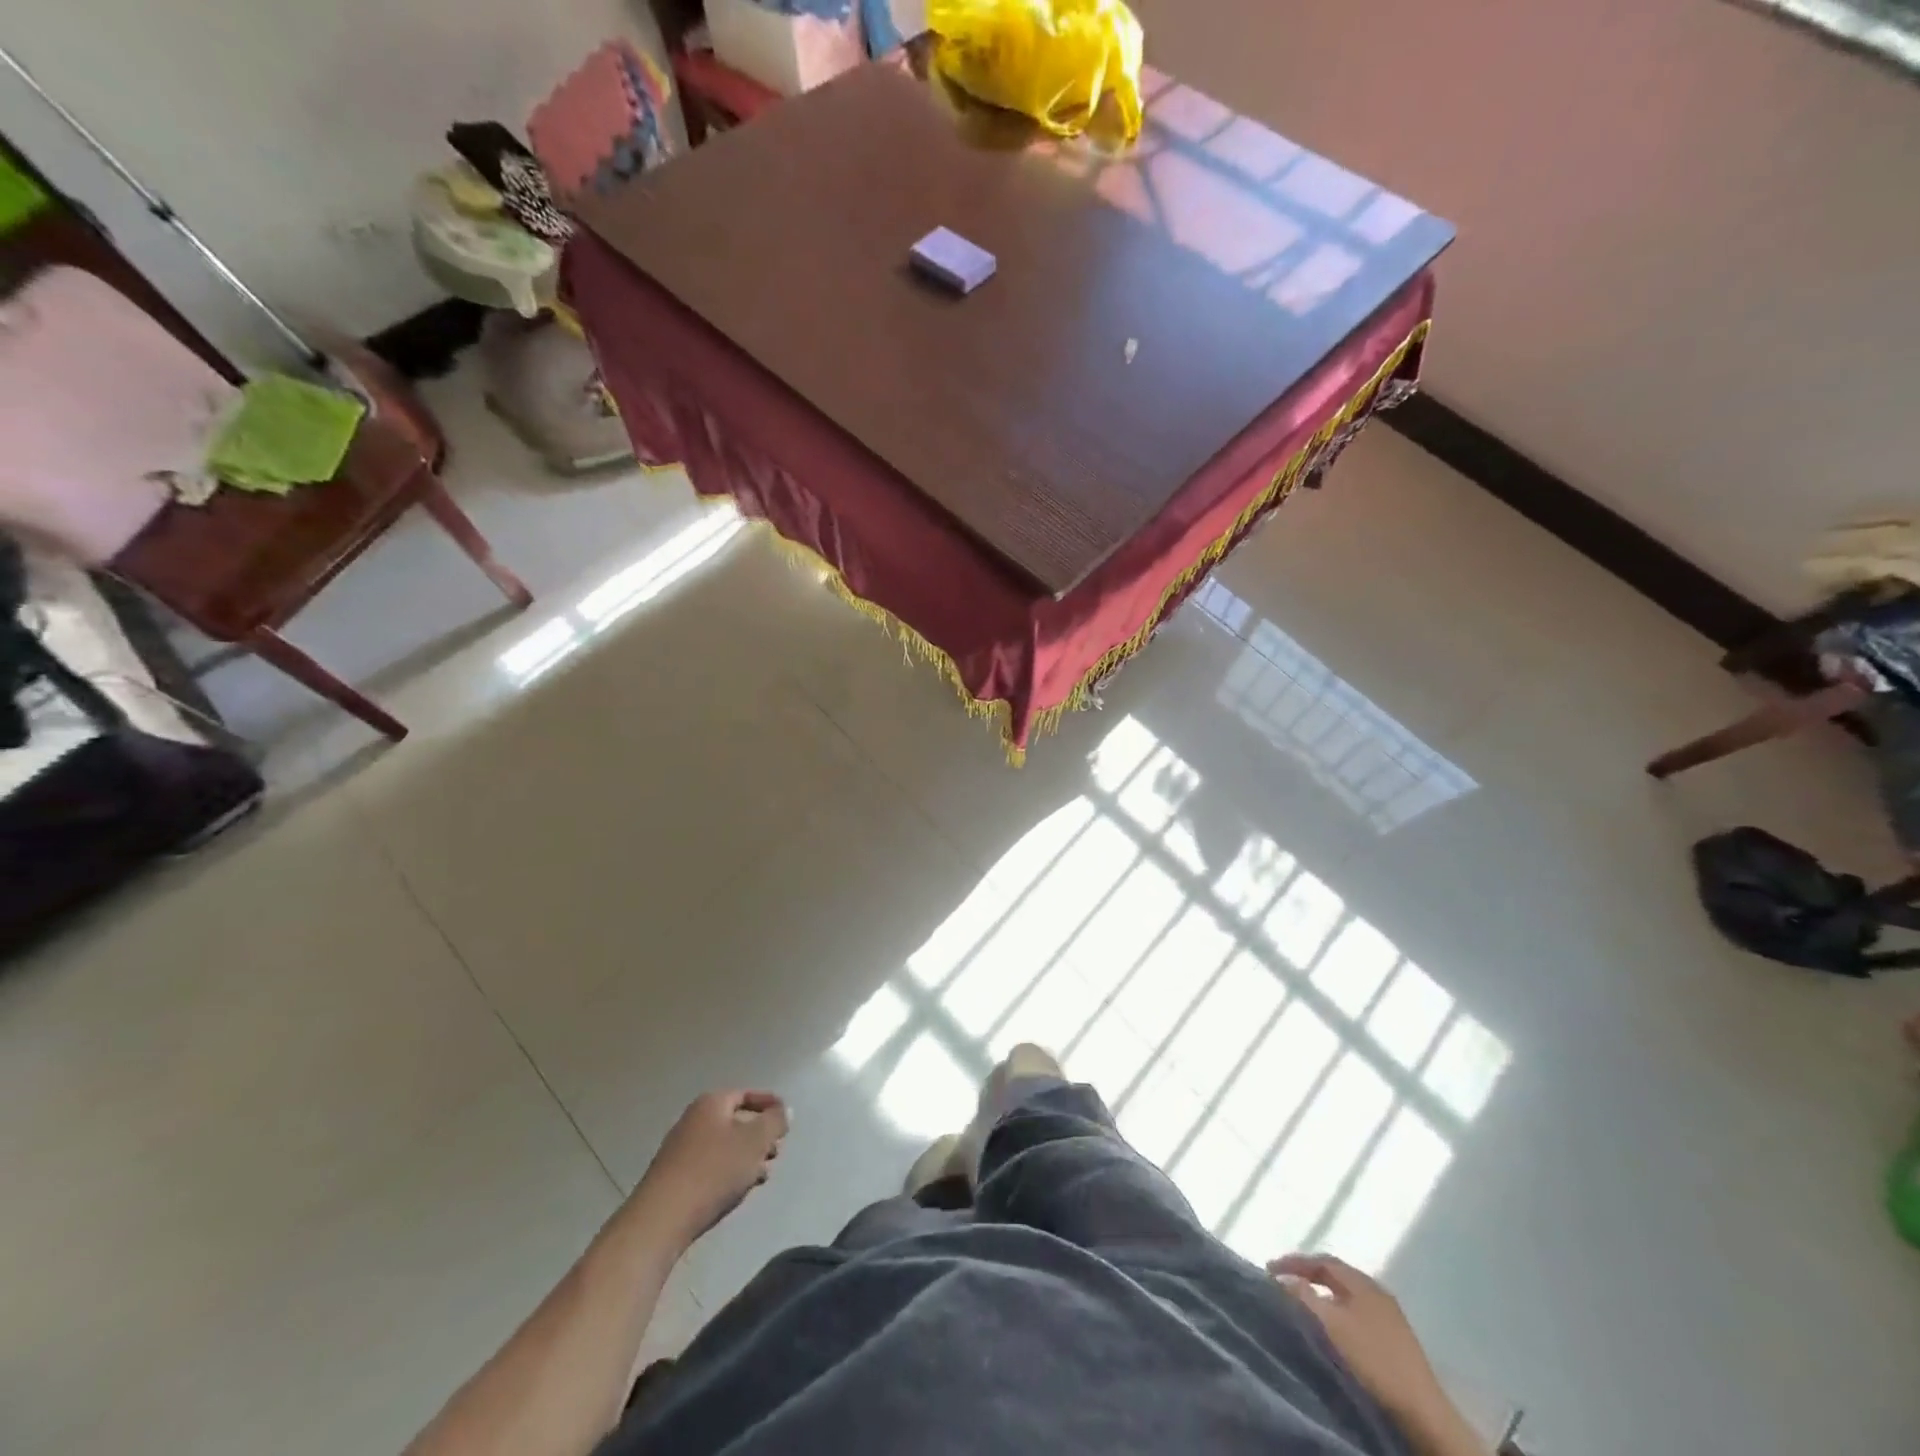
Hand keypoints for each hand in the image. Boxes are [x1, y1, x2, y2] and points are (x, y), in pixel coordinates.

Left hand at [631, 1090, 789, 1247]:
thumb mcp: (755, 1141)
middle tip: (775, 1152)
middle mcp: (694, 1120)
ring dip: (747, 1158)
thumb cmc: (713, 1170)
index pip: (746, 1094)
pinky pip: (711, 1166)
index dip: (769, 1104)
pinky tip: (738, 1190)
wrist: (662, 1218)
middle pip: (736, 1121)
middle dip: (759, 1136)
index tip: (786, 1120)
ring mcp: (681, 1150)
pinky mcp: (675, 1177)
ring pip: (725, 1146)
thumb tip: (784, 1110)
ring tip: (762, 1176)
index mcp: (711, 1104)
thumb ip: (775, 1121)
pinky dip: (729, 1172)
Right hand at [1268, 1253, 1478, 1455]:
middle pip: (1336, 1276)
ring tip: (1302, 1306)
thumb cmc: (1372, 1359)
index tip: (1269, 1270)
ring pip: (1347, 1297)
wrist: (1422, 1412)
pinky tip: (1331, 1331)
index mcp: (1362, 1281)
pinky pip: (1357, 1315)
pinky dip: (1338, 1315)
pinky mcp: (1396, 1341)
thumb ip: (1302, 1296)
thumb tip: (1282, 1279)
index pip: (1322, 1260)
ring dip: (1323, 1297)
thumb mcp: (1330, 1324)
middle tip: (1283, 1284)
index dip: (1293, 1262)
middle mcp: (1377, 1291)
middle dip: (1307, 1276)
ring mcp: (1390, 1317)